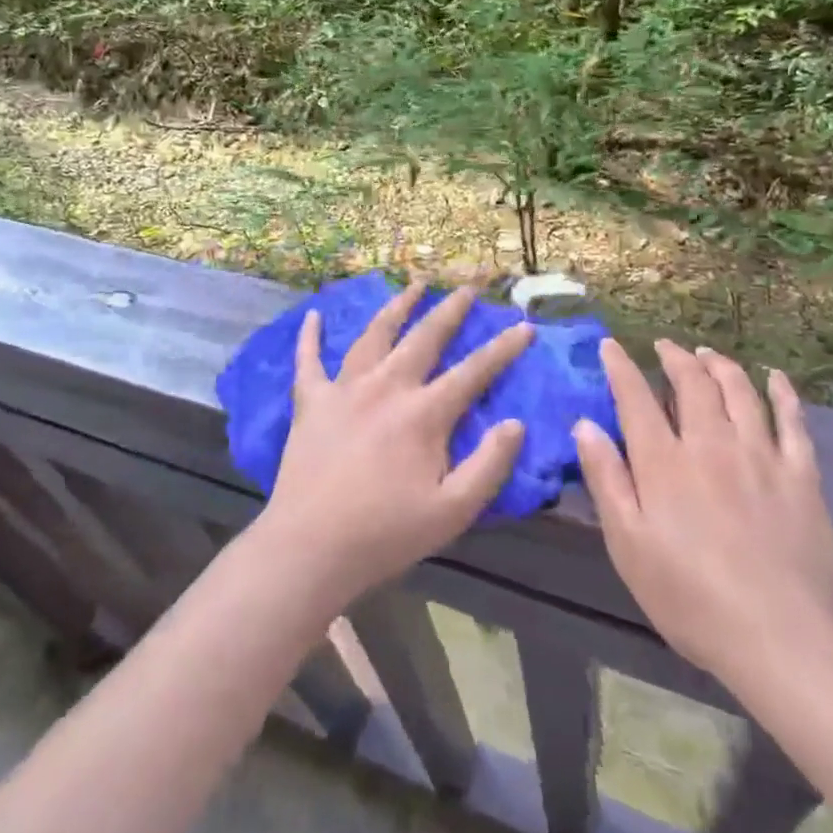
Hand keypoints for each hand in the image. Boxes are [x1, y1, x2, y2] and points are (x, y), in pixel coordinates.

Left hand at [254, 281, 531, 607]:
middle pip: (424, 337)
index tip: (525, 326)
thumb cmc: (385, 534)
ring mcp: (344, 389)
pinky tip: (312, 314)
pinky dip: (310, 336)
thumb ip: (489, 465)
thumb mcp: (452, 512)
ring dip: (396, 306)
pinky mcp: (310, 401)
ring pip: (374, 335)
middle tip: (468, 287)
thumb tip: (515, 423)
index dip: (503, 348)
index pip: (473, 371)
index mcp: (423, 414)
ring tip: (413, 285)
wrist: (309, 547)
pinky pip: (308, 359)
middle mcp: (385, 387)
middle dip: (450, 309)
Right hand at [574, 340, 832, 690]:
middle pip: (692, 384)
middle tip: (665, 347)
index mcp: (664, 463)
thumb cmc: (690, 598)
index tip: (611, 345)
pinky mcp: (801, 478)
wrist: (782, 642)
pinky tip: (775, 378)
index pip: (636, 398)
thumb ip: (606, 480)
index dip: (621, 367)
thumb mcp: (628, 545)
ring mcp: (761, 457)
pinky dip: (783, 393)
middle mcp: (711, 445)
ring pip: (739, 392)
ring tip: (707, 353)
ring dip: (720, 365)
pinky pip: (793, 423)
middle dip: (675, 358)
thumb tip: (585, 424)